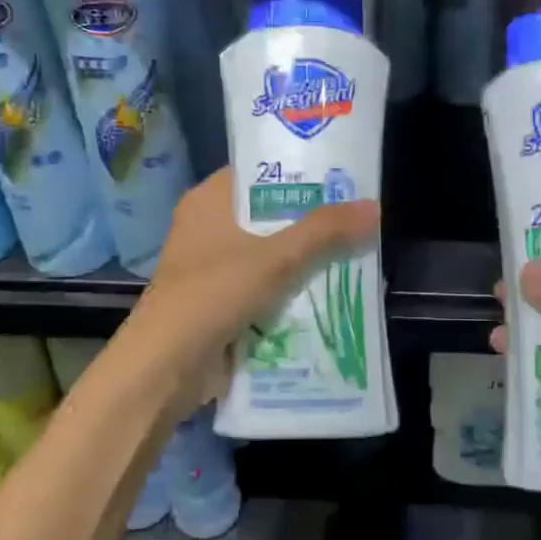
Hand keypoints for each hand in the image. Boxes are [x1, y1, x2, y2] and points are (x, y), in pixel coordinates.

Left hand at [122, 168, 379, 415]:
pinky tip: (331, 295)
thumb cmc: (214, 294)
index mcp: (209, 201)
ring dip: (306, 261)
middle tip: (360, 220)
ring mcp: (213, 269)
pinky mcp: (220, 303)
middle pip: (270, 216)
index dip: (299, 172)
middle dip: (312, 222)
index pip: (260, 172)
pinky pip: (265, 289)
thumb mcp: (276, 258)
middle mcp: (208, 228)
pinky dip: (291, 293)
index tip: (342, 177)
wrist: (166, 367)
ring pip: (270, 255)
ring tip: (357, 255)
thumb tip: (375, 207)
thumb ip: (324, 231)